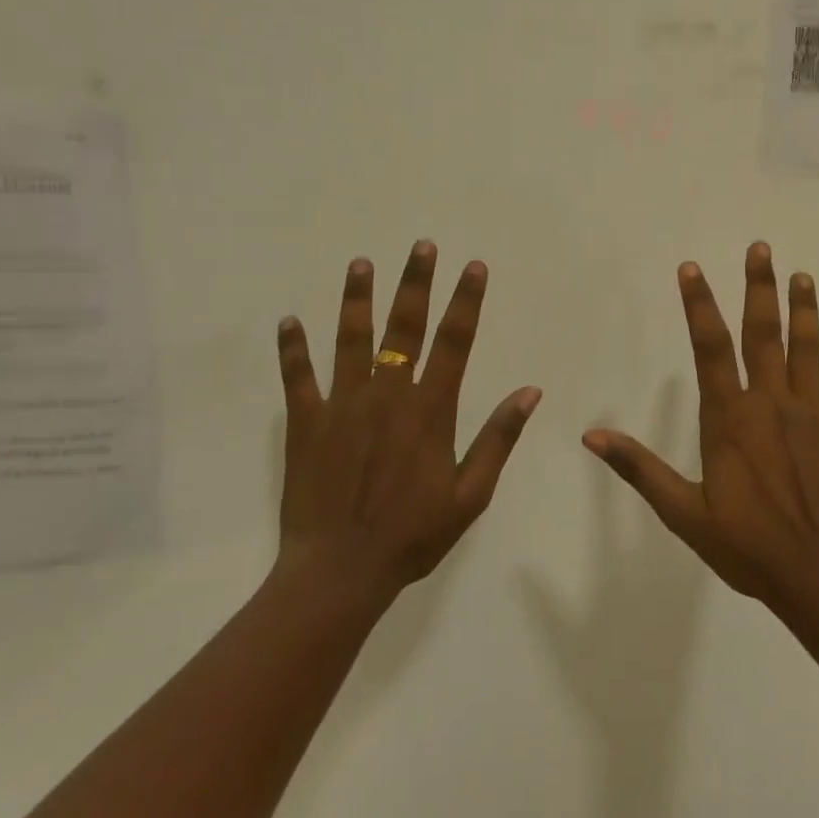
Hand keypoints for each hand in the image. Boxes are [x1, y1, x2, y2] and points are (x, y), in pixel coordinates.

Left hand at [274, 241, 540, 605]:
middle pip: (404, 327)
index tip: (473, 267)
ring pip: (351, 339)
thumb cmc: (413, 535)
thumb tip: (530, 391)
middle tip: (420, 246)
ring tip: (360, 264)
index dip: (466, 301)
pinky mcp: (306, 423)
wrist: (340, 571)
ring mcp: (342, 405)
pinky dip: (293, 348)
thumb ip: (498, 438)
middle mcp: (388, 394)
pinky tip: (288, 321)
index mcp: (430, 410)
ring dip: (357, 299)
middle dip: (415, 283)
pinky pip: (298, 377)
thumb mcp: (471, 494)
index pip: (455, 341)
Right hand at [583, 243, 818, 602]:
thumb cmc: (748, 546)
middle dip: (759, 287)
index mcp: (730, 417)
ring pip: (808, 350)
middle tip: (761, 248)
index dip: (699, 304)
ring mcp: (814, 415)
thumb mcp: (684, 512)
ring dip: (804, 310)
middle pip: (763, 333)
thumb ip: (640, 469)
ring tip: (802, 276)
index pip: (709, 347)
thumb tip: (591, 437)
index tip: (692, 269)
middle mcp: (772, 403)